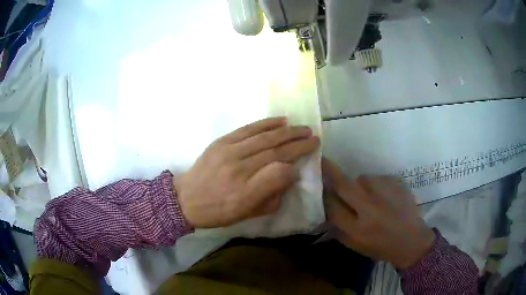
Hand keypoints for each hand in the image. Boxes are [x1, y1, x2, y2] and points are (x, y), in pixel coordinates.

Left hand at [175, 117, 318, 227]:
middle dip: (298, 144)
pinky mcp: (221, 142)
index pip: (279, 173)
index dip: (294, 167)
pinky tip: (281, 121)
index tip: (303, 164)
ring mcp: (229, 152)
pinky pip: (248, 129)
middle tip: (314, 138)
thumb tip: (288, 176)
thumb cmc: (218, 212)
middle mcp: (239, 169)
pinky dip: (267, 123)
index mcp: (246, 193)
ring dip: (288, 131)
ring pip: (265, 138)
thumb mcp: (247, 214)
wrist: (186, 199)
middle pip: (275, 151)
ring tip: (303, 128)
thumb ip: (272, 198)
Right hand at [322, 158, 435, 269]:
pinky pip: (379, 178)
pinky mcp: (398, 184)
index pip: (332, 206)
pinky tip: (384, 196)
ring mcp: (386, 194)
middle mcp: (370, 209)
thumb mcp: (355, 245)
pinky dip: (377, 185)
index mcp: (358, 228)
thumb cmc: (381, 247)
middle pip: (344, 185)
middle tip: (322, 160)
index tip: (318, 185)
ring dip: (360, 184)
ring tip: (370, 196)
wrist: (412, 241)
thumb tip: (325, 208)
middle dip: (330, 171)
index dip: (323, 194)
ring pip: (363, 178)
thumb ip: (338, 228)